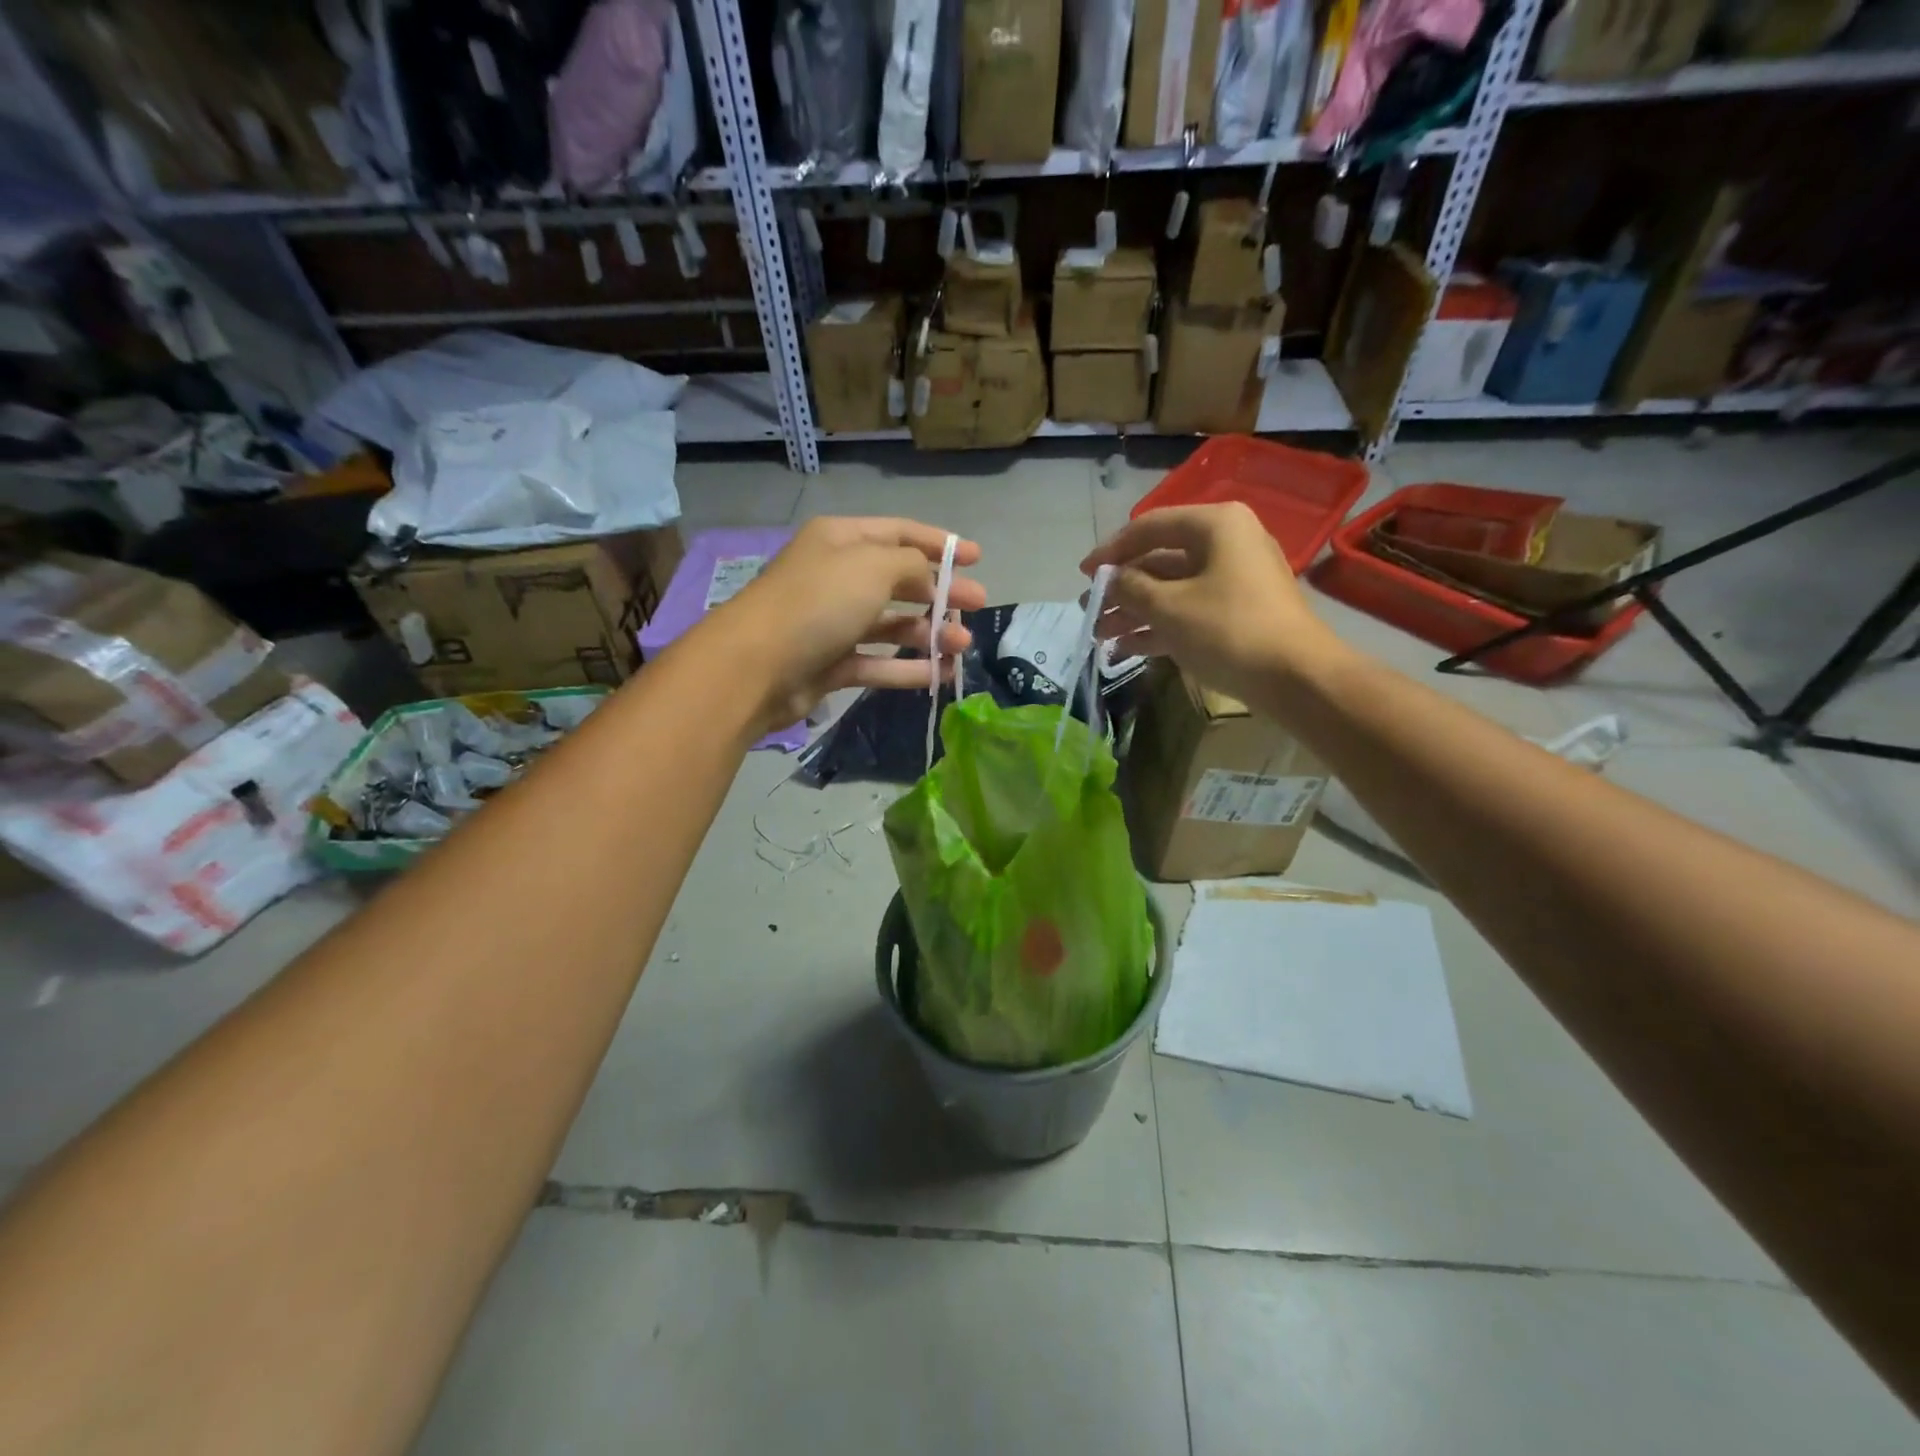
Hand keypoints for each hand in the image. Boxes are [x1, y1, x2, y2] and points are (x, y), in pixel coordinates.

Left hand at [708, 516, 985, 733]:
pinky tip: (939, 674)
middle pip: (899, 580)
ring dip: (929, 633)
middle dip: (940, 593)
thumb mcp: (873, 567)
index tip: (976, 557)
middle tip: (978, 605)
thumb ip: (912, 564)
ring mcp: (832, 622)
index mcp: (841, 540)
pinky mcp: (830, 663)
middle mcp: (836, 577)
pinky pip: (877, 662)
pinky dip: (907, 668)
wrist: (756, 667)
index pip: (899, 533)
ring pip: (890, 624)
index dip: (939, 543)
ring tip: (963, 645)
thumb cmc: (818, 602)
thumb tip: (928, 575)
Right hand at [1081, 502, 1343, 705]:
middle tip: (1090, 612)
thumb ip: (1130, 588)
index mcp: (1214, 526)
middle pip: (1159, 560)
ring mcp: (1234, 579)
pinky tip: (1126, 648)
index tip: (1083, 575)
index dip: (1111, 551)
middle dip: (1121, 589)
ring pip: (1171, 589)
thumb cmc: (1228, 629)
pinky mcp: (1237, 612)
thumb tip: (1109, 582)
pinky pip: (1188, 611)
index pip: (1149, 527)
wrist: (1296, 677)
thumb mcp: (1169, 607)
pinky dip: (1158, 627)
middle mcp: (1226, 544)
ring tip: (1101, 637)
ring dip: (1134, 612)